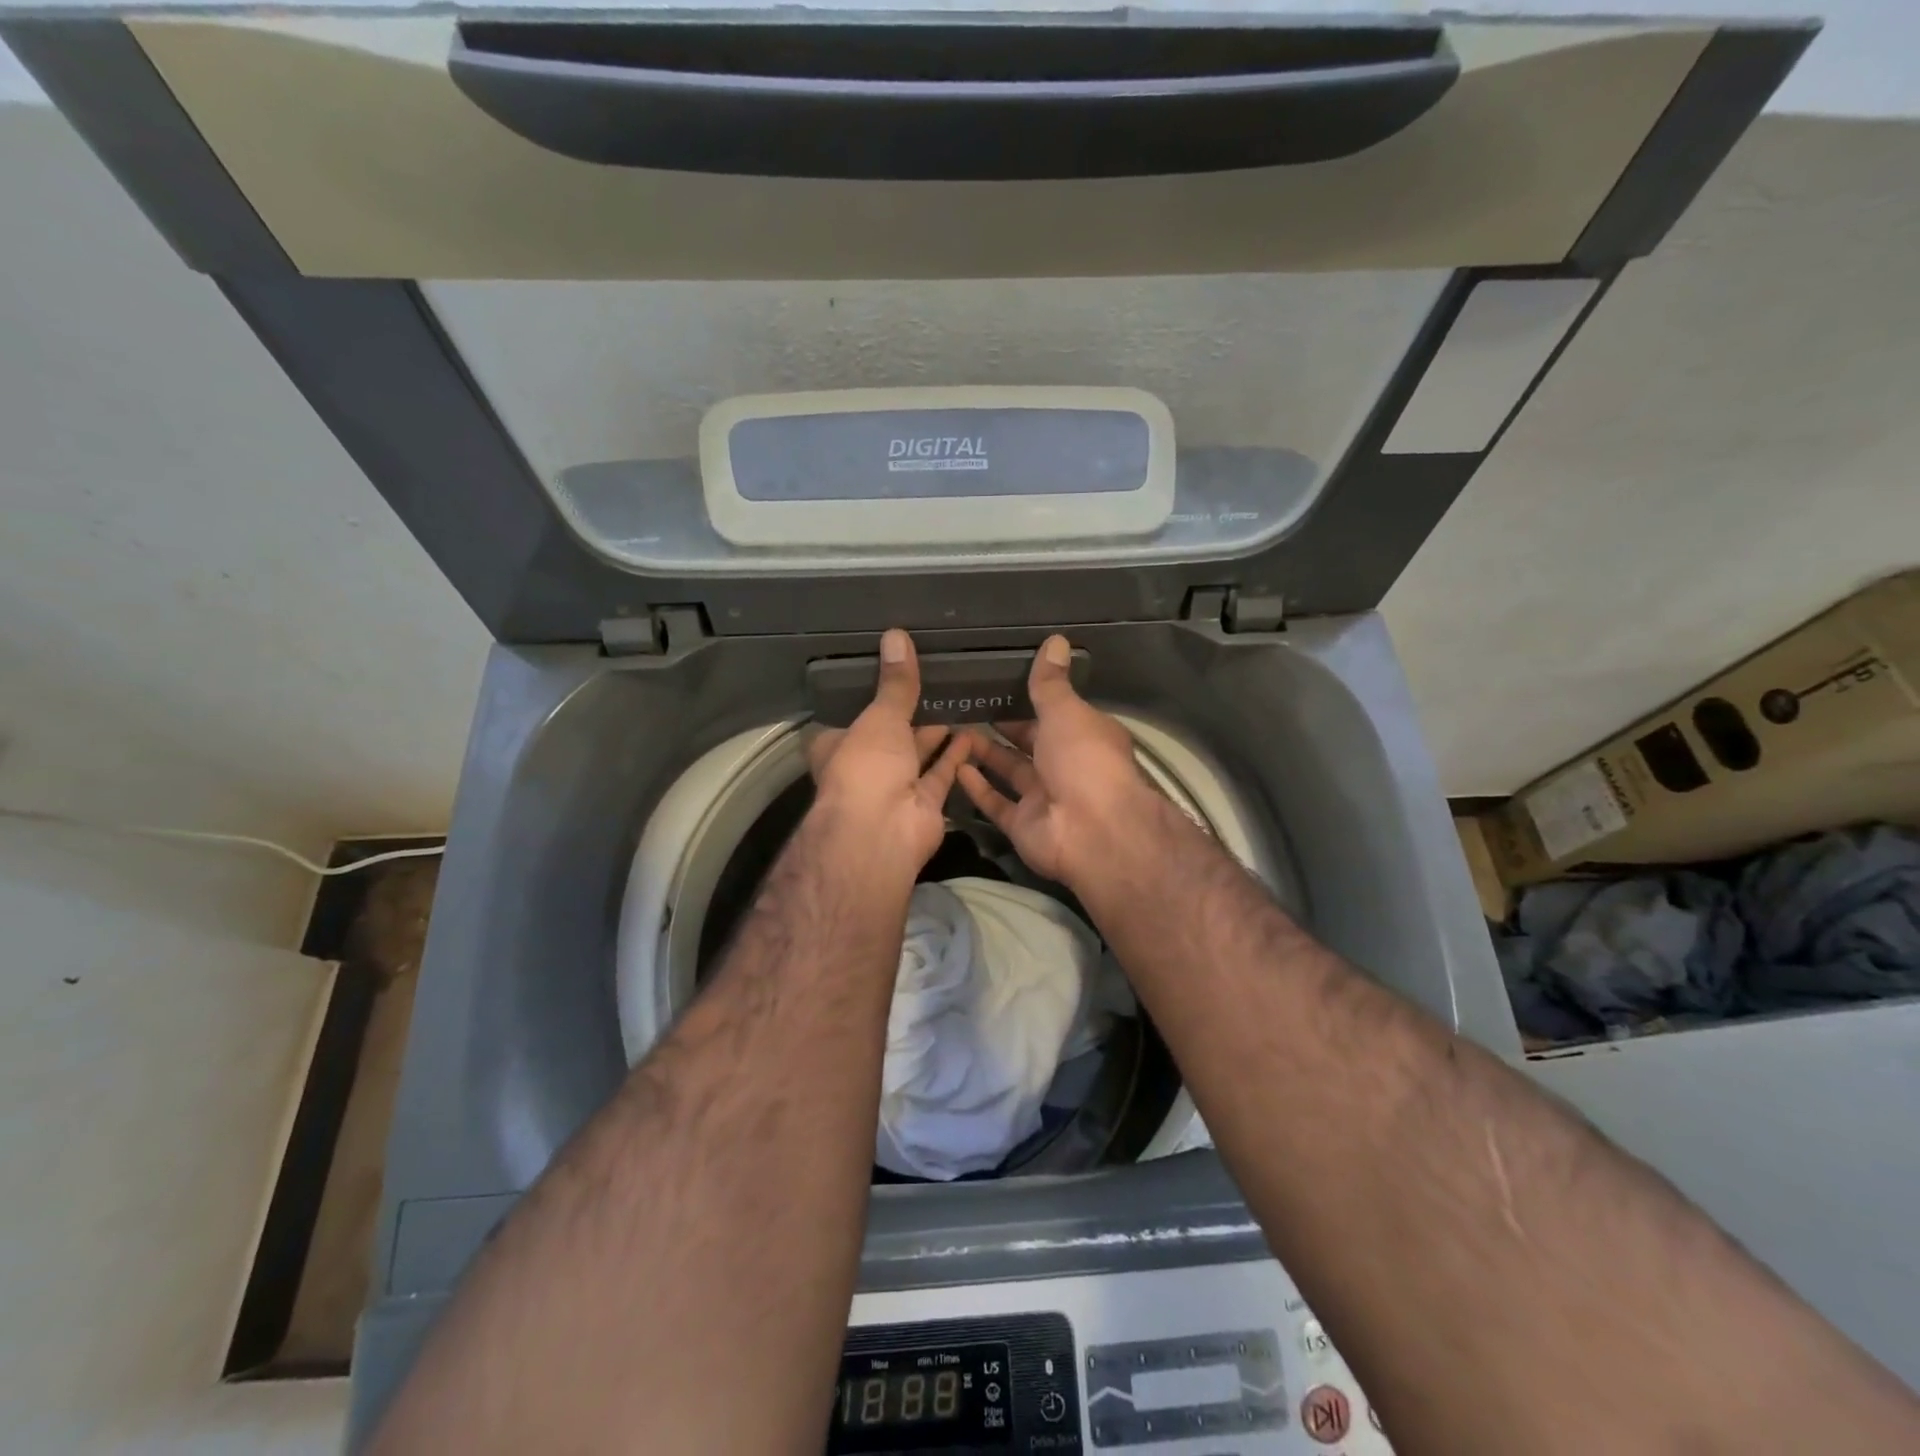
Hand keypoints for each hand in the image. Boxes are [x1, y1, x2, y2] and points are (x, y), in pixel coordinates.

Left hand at [806, 628, 972, 874]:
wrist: (882, 832)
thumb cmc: (866, 766)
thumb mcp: (880, 716)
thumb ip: (895, 682)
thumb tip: (896, 635)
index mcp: (837, 744)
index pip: (850, 715)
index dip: (868, 696)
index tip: (891, 673)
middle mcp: (864, 766)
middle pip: (888, 735)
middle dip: (910, 714)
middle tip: (935, 681)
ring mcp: (895, 787)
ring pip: (917, 754)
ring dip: (935, 733)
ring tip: (959, 699)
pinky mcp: (924, 803)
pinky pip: (942, 773)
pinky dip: (956, 755)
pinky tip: (974, 731)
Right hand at [956, 636, 1154, 888]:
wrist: (1092, 831)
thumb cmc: (1084, 760)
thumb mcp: (1067, 711)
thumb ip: (1051, 682)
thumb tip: (1055, 640)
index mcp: (1084, 736)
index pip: (1055, 712)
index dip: (1029, 698)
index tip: (997, 682)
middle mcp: (1065, 766)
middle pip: (1029, 742)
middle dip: (1002, 725)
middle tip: (965, 703)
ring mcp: (1043, 797)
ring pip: (1009, 771)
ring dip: (984, 753)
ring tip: (951, 729)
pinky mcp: (1023, 824)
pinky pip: (996, 802)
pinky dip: (977, 787)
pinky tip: (953, 766)